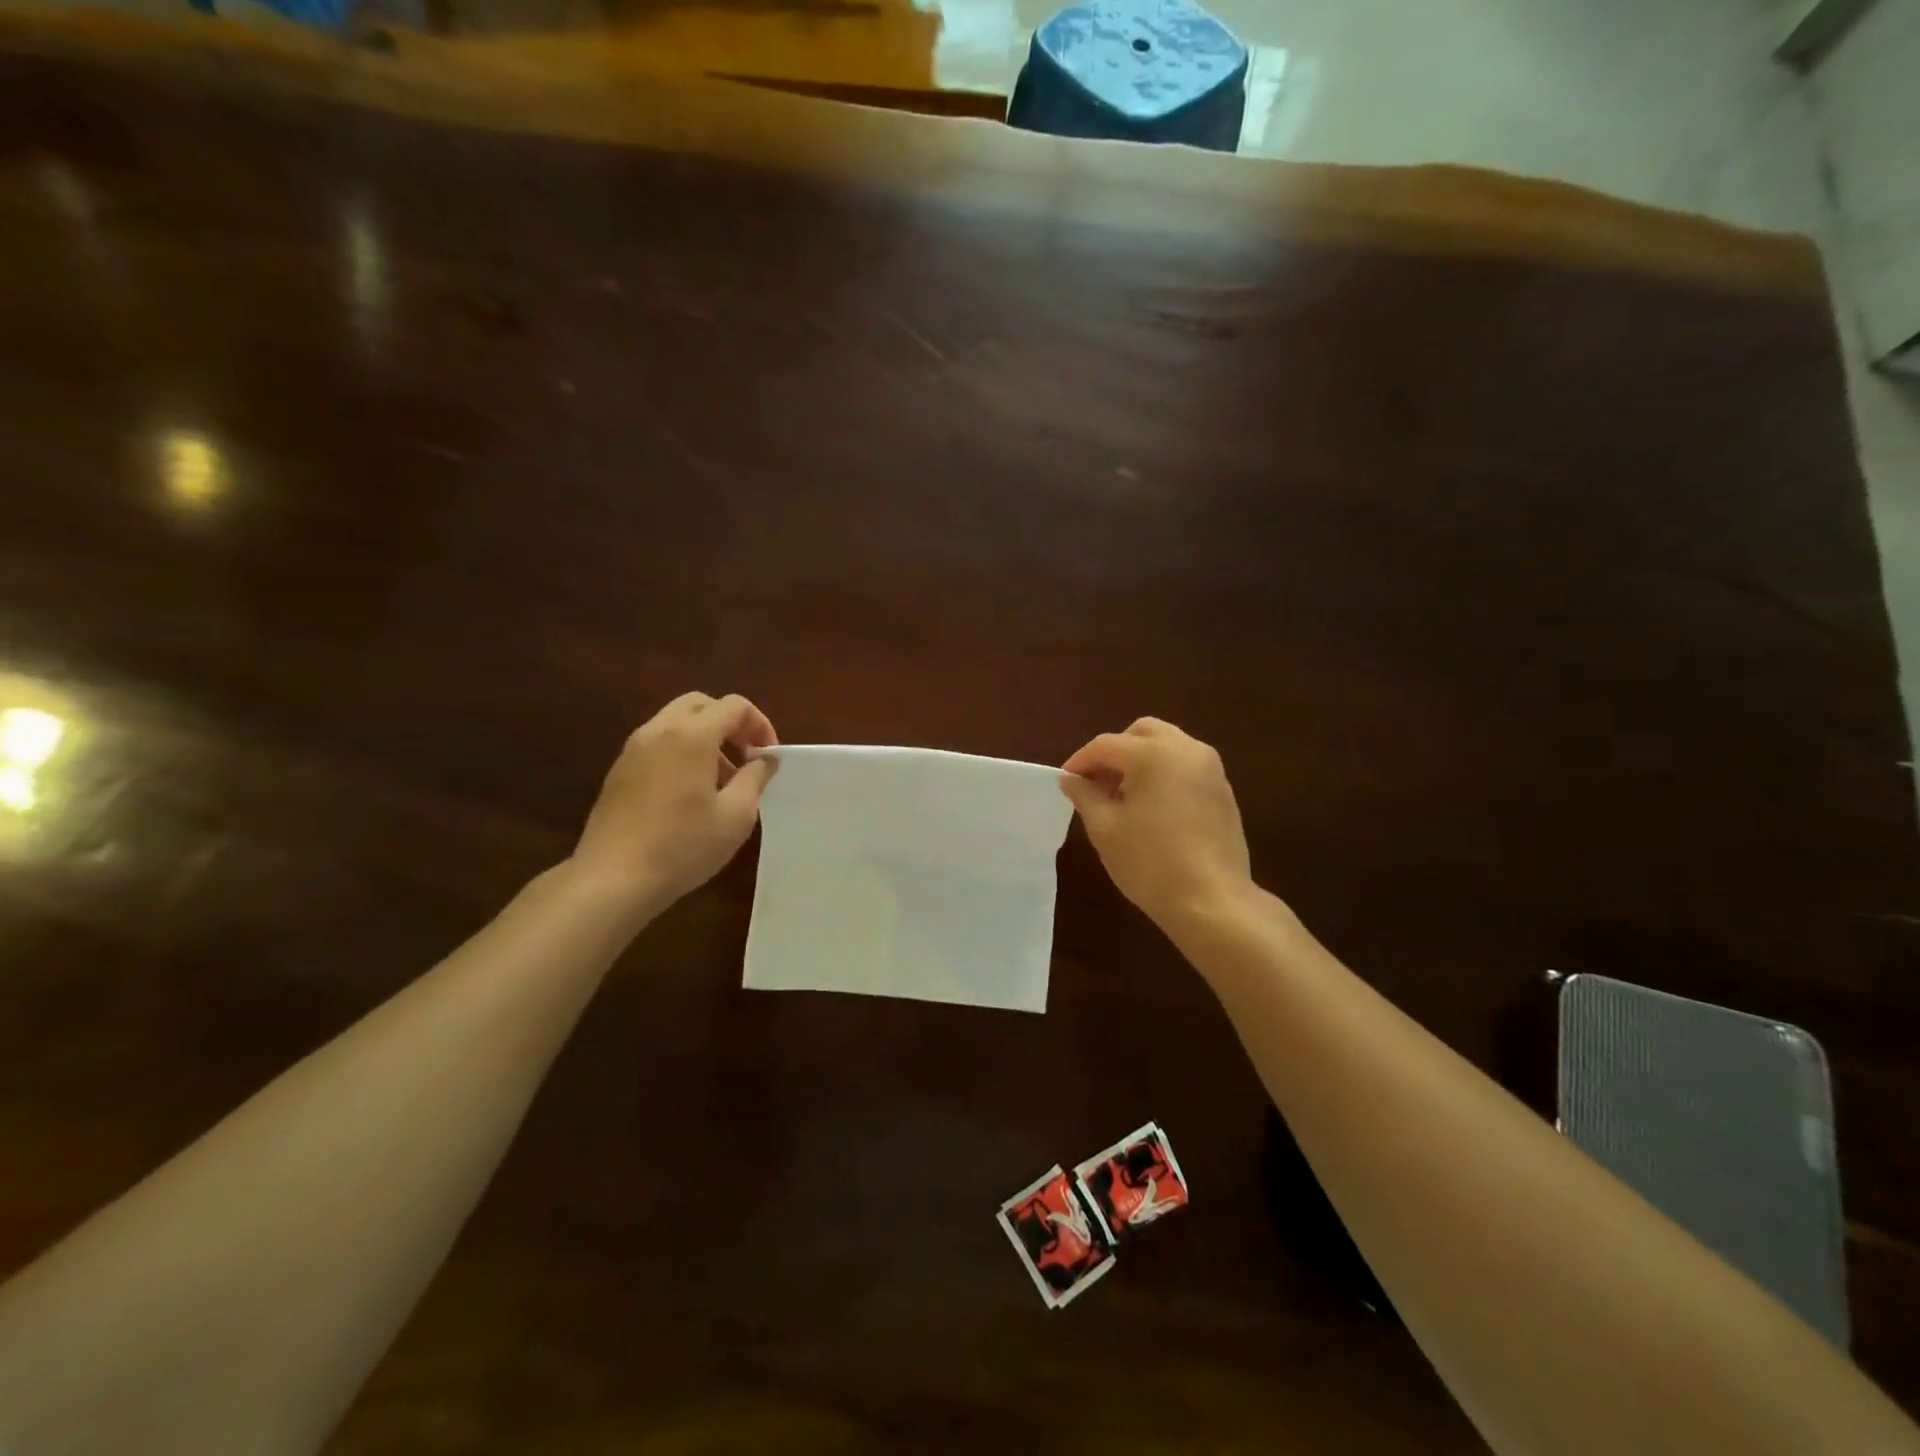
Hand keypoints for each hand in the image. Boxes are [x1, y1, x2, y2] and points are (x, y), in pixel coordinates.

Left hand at [570, 693, 778, 909]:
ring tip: (721, 780)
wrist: (613, 879)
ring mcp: (633, 749)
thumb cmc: (683, 846)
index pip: (734, 706)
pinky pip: (658, 743)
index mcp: (691, 735)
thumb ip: (755, 778)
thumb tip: (764, 759)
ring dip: (706, 738)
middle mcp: (659, 731)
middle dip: (730, 723)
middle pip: (701, 704)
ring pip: (676, 722)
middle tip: (745, 758)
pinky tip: (690, 793)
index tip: (767, 758)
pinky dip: (682, 751)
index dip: (760, 725)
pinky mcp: (619, 770)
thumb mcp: (736, 815)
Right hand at [1061, 718, 1252, 930]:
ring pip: (1167, 746)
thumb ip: (1084, 795)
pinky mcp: (1223, 790)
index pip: (1105, 745)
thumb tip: (1070, 779)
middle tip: (1098, 784)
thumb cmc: (1150, 863)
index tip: (1066, 782)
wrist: (1212, 901)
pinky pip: (1186, 766)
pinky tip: (1152, 808)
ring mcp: (1210, 768)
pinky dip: (1164, 773)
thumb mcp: (1105, 828)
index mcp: (1153, 754)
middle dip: (1115, 752)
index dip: (1080, 762)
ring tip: (1123, 798)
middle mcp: (1186, 749)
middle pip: (1141, 733)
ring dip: (1140, 761)